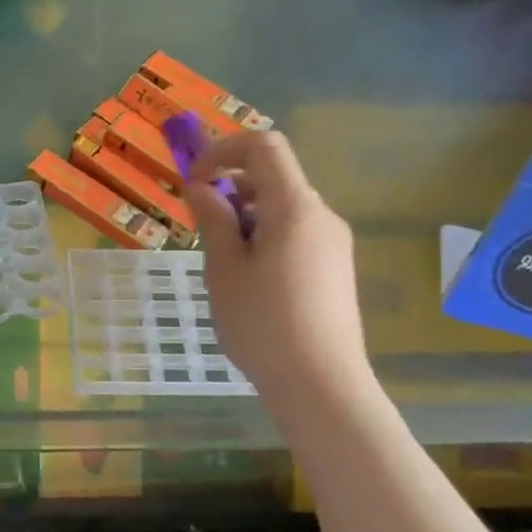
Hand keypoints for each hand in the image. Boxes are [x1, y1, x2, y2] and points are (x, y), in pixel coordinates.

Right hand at [182, 131, 369, 396]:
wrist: (322, 385)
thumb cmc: (264, 324)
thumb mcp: (224, 270)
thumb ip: (214, 220)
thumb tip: (202, 187)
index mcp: (294, 208)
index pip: (264, 146)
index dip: (223, 150)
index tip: (195, 180)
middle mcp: (321, 215)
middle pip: (274, 176)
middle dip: (231, 187)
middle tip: (201, 226)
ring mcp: (333, 242)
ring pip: (283, 206)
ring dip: (245, 215)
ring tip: (222, 262)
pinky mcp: (335, 267)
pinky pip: (295, 232)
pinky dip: (265, 235)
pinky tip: (249, 279)